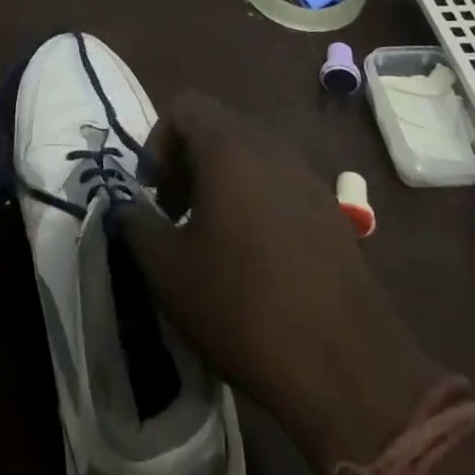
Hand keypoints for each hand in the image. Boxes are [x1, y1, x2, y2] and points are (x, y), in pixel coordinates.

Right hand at [115, 92, 442, 474]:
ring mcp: (307, 176)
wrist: (347, 367)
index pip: (185, 107)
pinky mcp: (331, 210)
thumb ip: (136, 225)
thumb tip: (127, 208)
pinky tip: (256, 259)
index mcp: (230, 149)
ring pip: (250, 155)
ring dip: (221, 182)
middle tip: (176, 215)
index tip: (154, 194)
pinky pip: (279, 183)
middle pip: (218, 127)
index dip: (158, 142)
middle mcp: (271, 147)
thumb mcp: (169, 272)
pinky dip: (255, 201)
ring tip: (213, 239)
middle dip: (187, 162)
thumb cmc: (243, 307)